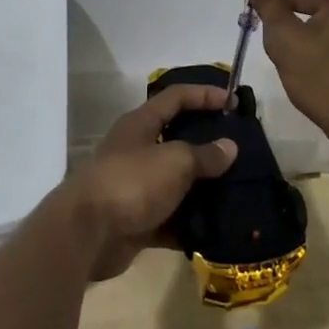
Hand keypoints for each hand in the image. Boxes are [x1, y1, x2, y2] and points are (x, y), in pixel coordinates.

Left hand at [66, 84, 238, 280]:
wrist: (88, 233)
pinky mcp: (138, 220)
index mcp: (141, 124)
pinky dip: (191, 224)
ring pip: (177, 182)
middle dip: (208, 145)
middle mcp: (138, 150)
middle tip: (241, 151)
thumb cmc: (132, 182)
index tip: (233, 101)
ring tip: (239, 191)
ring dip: (203, 189)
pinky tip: (219, 229)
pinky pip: (172, 219)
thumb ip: (204, 154)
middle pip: (178, 140)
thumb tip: (229, 147)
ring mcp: (137, 187)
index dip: (204, 94)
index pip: (176, 97)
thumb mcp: (174, 161)